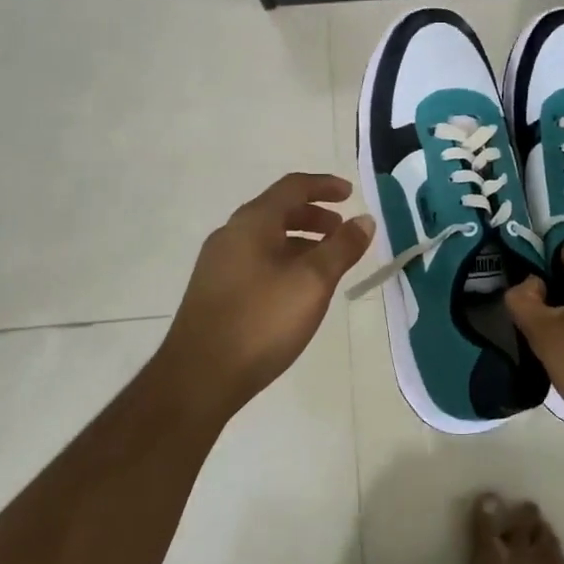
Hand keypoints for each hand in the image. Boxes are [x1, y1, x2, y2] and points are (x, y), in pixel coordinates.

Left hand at [159, 173, 374, 418]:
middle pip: (278, 211)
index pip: (293, 187)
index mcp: (253, 222)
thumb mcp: (313, 282)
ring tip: (326, 263)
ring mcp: (218, 263)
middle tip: (342, 231)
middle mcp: (231, 234)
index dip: (324, 186)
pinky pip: (256, 260)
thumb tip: (365, 220)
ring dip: (300, 241)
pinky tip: (296, 290)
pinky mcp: (214, 291)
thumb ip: (342, 247)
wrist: (198, 377)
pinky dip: (283, 260)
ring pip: (267, 238)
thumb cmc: (261, 321)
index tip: (350, 194)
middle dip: (314, 216)